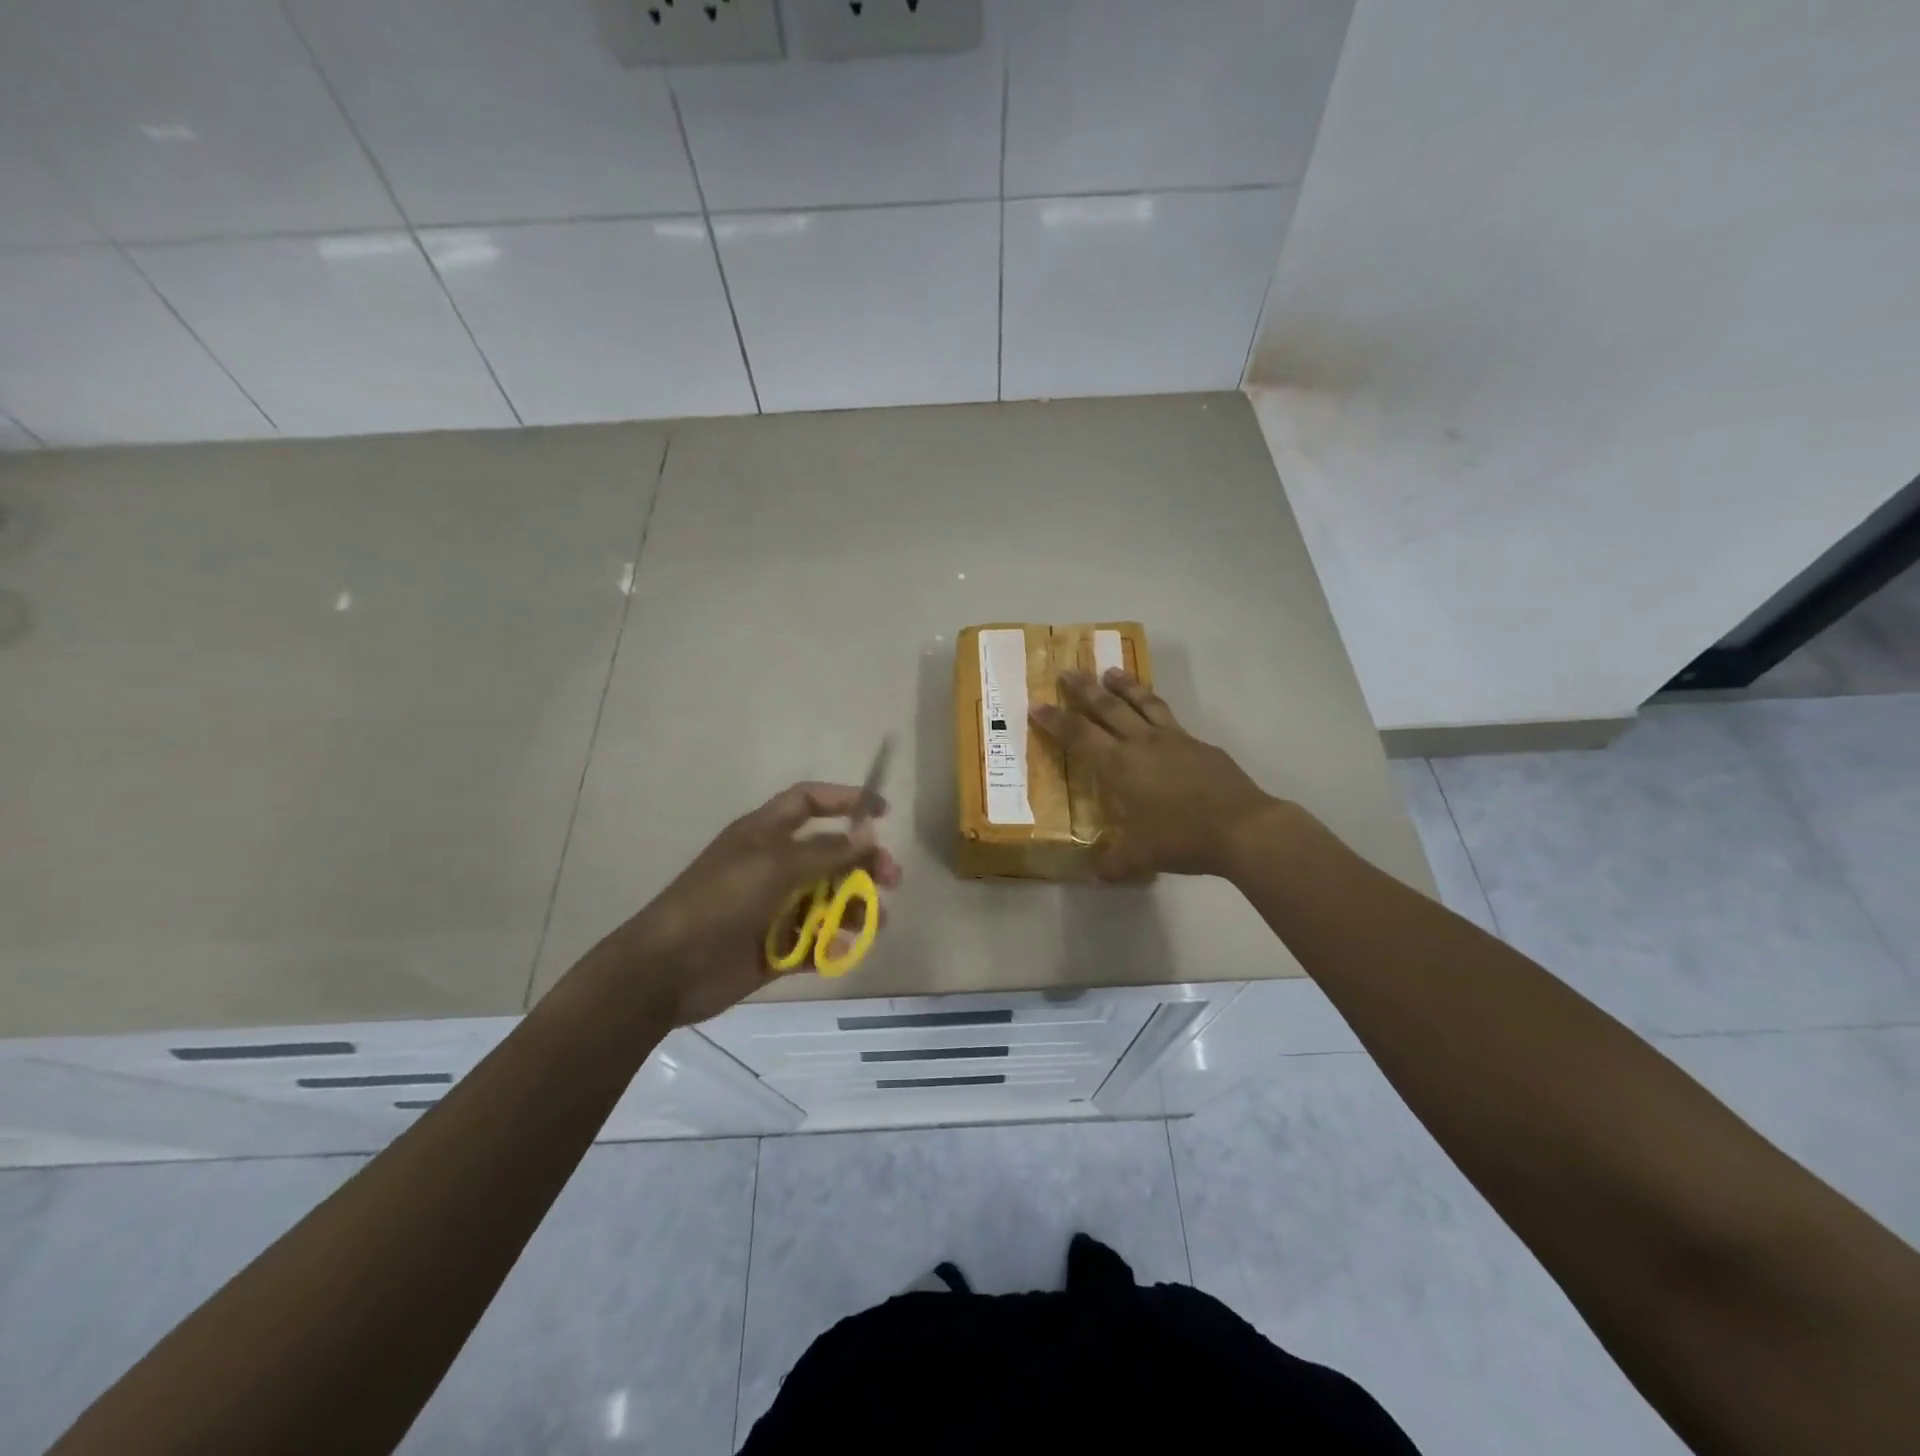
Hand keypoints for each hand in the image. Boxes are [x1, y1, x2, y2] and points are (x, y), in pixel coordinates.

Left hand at [601, 782, 901, 1026]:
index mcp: (765, 834)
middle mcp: (773, 865)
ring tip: (874, 921)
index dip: (845, 800)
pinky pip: (815, 940)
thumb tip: (868, 837)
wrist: (668, 969)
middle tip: (891, 880)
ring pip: (829, 900)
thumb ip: (825, 853)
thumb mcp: (774, 866)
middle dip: (864, 864)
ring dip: (855, 907)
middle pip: (830, 854)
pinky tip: (841, 951)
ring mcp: (775, 907)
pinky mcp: (776, 946)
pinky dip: (832, 944)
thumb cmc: (720, 901)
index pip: (809, 802)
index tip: (882, 813)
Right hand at [1031, 668, 1283, 879]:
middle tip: (1069, 671)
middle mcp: (1143, 744)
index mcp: (1120, 766)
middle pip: (1108, 707)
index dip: (1056, 719)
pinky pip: (1170, 718)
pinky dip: (1156, 708)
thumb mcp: (1141, 856)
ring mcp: (1174, 740)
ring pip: (1143, 703)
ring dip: (1124, 685)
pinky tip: (1156, 714)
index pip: (1079, 735)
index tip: (1037, 704)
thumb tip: (1099, 875)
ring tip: (1110, 671)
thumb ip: (1116, 863)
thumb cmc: (1182, 838)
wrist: (1242, 827)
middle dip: (1085, 689)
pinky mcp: (1200, 745)